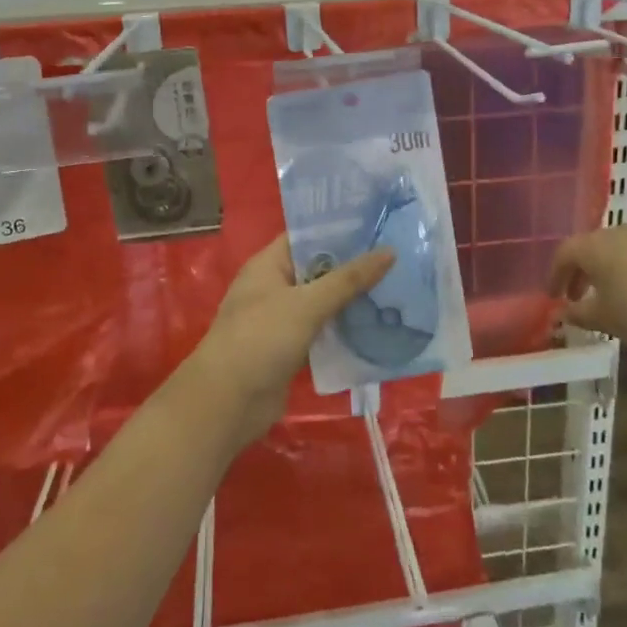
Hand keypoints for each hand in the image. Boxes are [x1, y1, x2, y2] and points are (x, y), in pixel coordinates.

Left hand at [184, 235, 394, 448]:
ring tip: (397, 285)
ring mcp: (282, 319)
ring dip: (353, 297)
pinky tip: (378, 323)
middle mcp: (274, 287)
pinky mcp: (291, 348)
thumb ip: (347, 279)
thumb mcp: (306, 304)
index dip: (339, 228)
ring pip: (323, 301)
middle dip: (353, 264)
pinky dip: (345, 327)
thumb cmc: (261, 339)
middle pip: (318, 268)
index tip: (378, 223)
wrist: (228, 403)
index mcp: (268, 265)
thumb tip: (389, 252)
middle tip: (398, 255)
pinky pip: (323, 329)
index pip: (306, 235)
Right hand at [549, 226, 626, 351]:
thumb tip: (561, 313)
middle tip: (579, 296)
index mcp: (594, 246)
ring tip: (612, 296)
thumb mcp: (605, 319)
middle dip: (581, 272)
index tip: (553, 296)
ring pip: (618, 249)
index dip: (555, 275)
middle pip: (590, 247)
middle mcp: (619, 233)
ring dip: (608, 270)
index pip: (564, 254)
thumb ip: (578, 315)